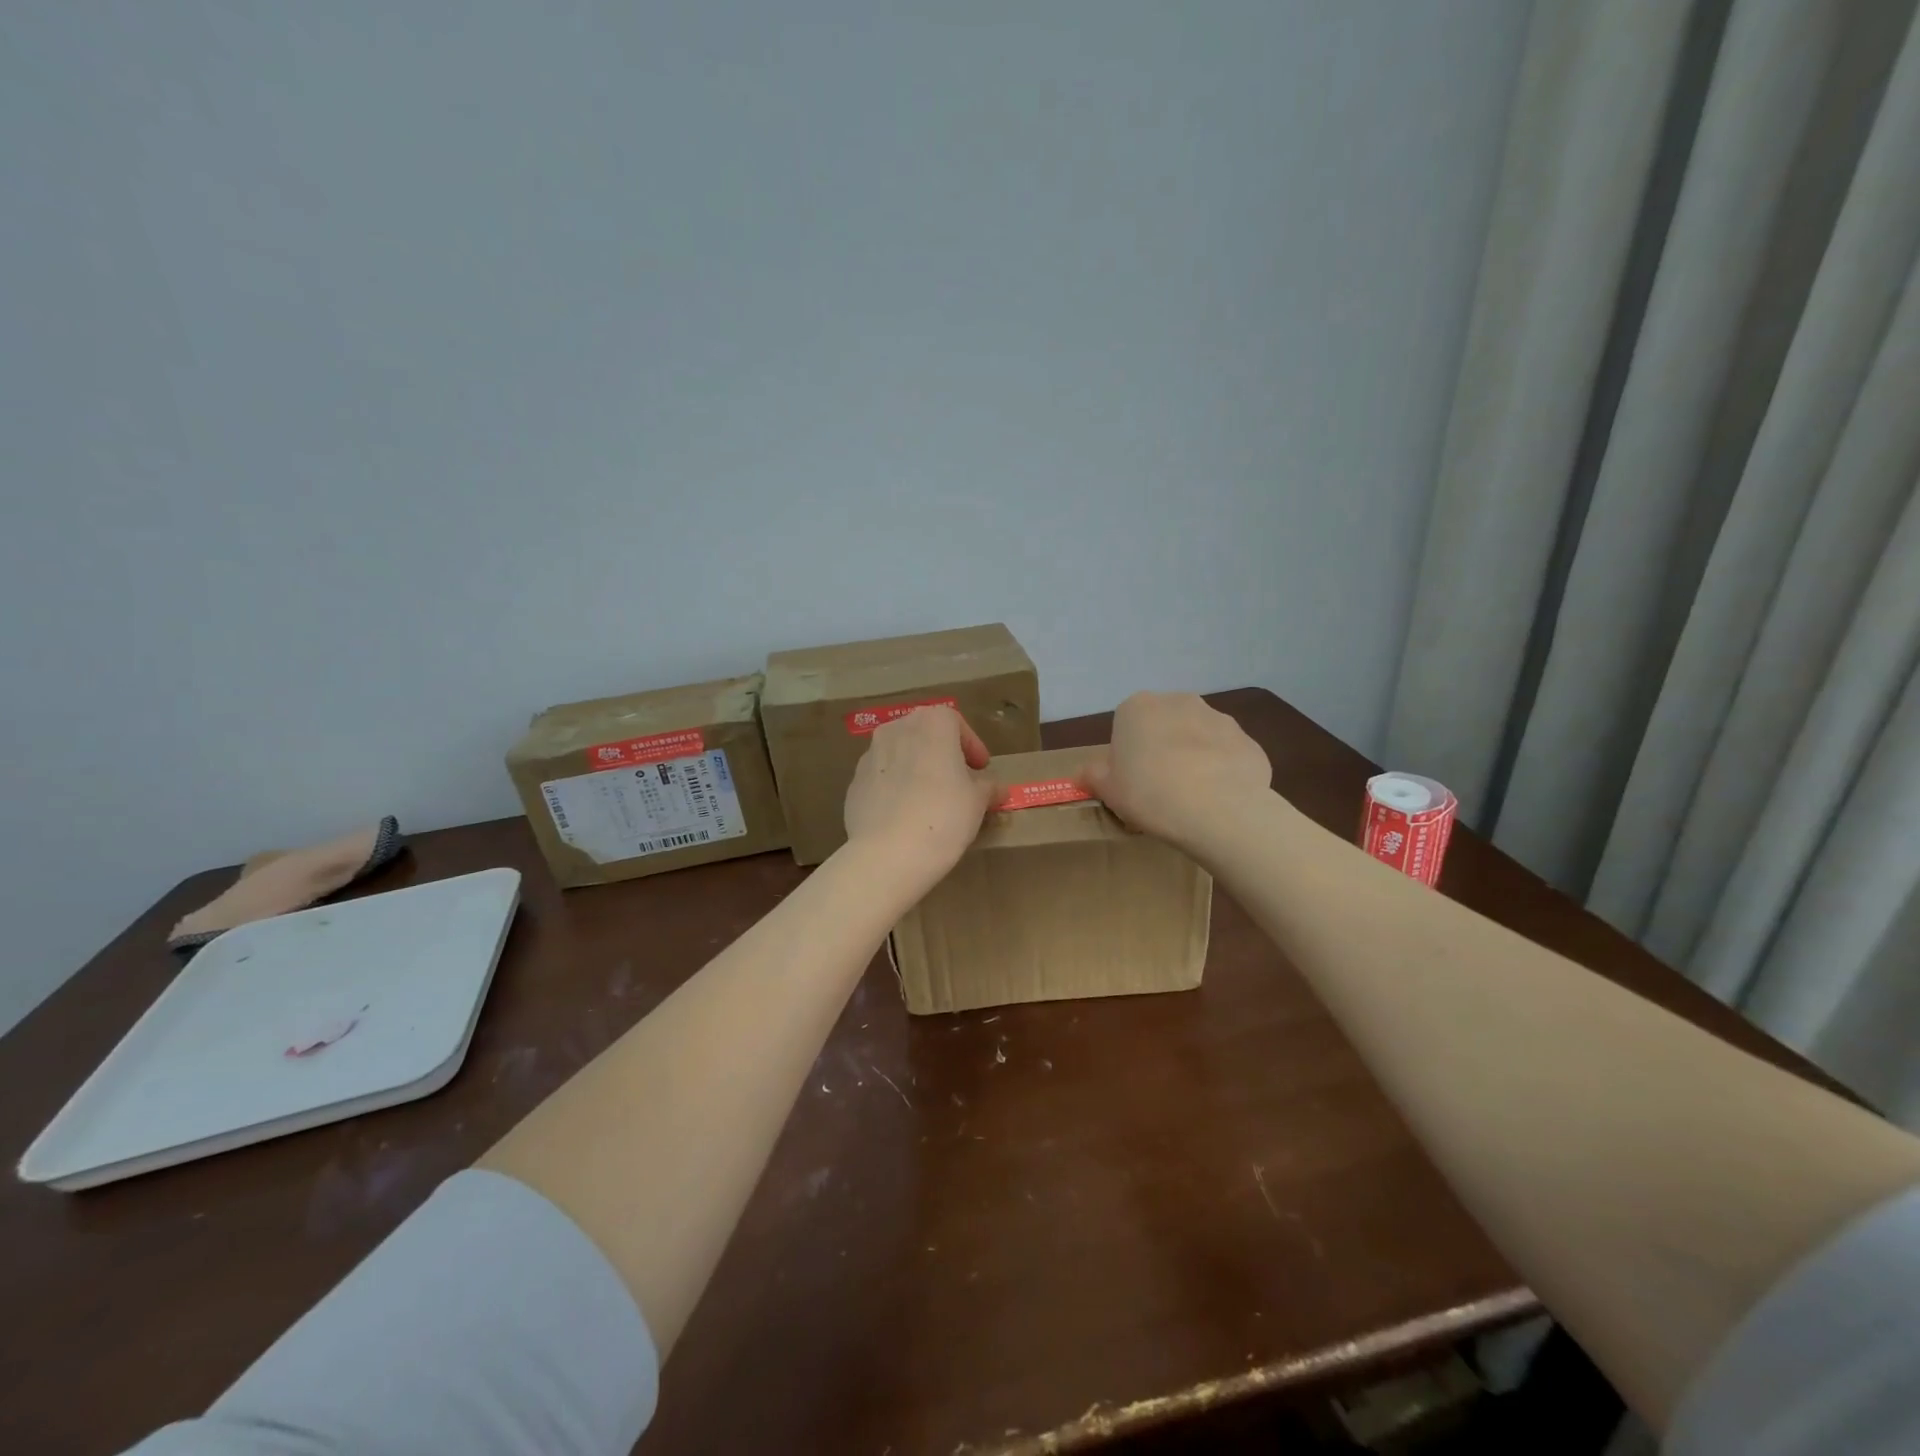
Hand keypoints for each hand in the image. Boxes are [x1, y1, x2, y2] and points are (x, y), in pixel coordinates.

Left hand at [843, 706, 995, 881]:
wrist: (886, 854)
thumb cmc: (943, 816)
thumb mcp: (978, 802)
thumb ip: (987, 787)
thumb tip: (995, 788)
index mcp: (930, 723)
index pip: (955, 722)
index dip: (971, 745)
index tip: (981, 769)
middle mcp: (896, 730)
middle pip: (925, 735)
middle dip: (943, 754)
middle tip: (959, 781)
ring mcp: (869, 756)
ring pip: (901, 755)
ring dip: (918, 769)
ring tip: (931, 800)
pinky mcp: (854, 784)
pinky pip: (883, 779)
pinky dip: (896, 788)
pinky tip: (906, 816)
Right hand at [1078, 692, 1271, 850]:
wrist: (1218, 809)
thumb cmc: (1149, 793)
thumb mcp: (1107, 790)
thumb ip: (1094, 776)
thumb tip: (1086, 773)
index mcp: (1138, 707)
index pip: (1125, 726)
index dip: (1126, 755)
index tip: (1130, 781)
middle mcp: (1179, 702)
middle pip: (1164, 726)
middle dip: (1161, 750)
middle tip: (1158, 789)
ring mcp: (1219, 719)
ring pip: (1198, 739)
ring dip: (1193, 759)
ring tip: (1191, 798)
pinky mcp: (1249, 741)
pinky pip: (1227, 756)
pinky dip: (1222, 772)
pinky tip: (1218, 801)